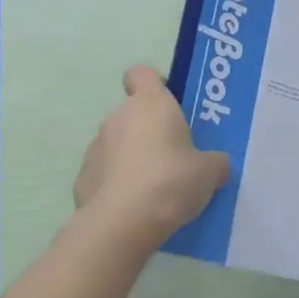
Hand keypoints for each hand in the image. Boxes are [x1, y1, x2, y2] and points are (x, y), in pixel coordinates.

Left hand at [74, 66, 229, 240]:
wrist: (122, 224)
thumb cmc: (171, 181)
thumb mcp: (209, 172)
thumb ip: (214, 162)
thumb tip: (216, 164)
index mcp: (150, 104)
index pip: (142, 74)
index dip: (155, 84)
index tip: (170, 104)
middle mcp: (117, 118)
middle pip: (133, 113)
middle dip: (149, 130)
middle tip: (174, 156)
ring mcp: (95, 148)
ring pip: (117, 144)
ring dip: (132, 158)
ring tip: (154, 188)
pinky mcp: (82, 179)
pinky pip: (104, 174)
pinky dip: (116, 184)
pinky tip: (133, 207)